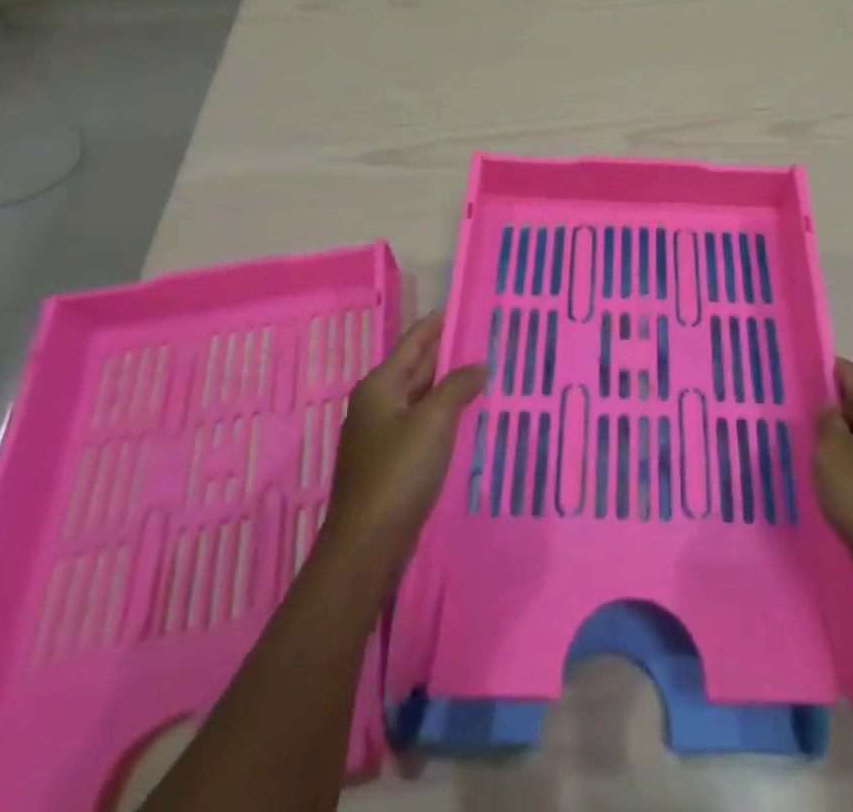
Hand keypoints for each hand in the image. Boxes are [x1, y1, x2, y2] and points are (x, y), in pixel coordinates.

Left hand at [320, 311, 485, 583]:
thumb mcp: (433, 422)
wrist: (367, 545)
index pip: (414, 341)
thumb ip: (458, 387)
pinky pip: (421, 423)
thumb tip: (479, 365)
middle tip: (485, 339)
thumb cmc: (398, 472)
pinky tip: (466, 416)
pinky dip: (443, 413)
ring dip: (448, 385)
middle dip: (448, 353)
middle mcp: (377, 404)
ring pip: (420, 396)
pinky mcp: (390, 462)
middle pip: (416, 367)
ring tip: (483, 372)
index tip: (466, 307)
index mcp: (380, 385)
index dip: (438, 323)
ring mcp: (381, 434)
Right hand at [815, 358, 852, 608]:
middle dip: (829, 410)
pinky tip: (833, 486)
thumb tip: (832, 410)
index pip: (851, 374)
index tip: (792, 379)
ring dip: (841, 443)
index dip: (821, 372)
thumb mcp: (832, 455)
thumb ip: (827, 423)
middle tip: (792, 417)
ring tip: (807, 452)